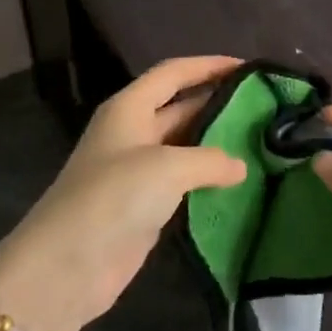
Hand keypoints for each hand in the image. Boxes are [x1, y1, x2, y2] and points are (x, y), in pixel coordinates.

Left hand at [0, 56, 247, 330]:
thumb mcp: (167, 167)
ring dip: (216, 143)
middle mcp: (132, 132)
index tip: (249, 66)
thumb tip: (240, 165)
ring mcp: (137, 170)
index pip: (174, 73)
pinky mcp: (144, 205)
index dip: (209, 65)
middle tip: (264, 105)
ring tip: (260, 139)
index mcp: (129, 108)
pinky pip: (183, 181)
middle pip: (180, 106)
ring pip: (184, 145)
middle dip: (217, 102)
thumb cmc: (114, 197)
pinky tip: (239, 181)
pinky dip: (208, 179)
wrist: (67, 265)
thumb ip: (209, 159)